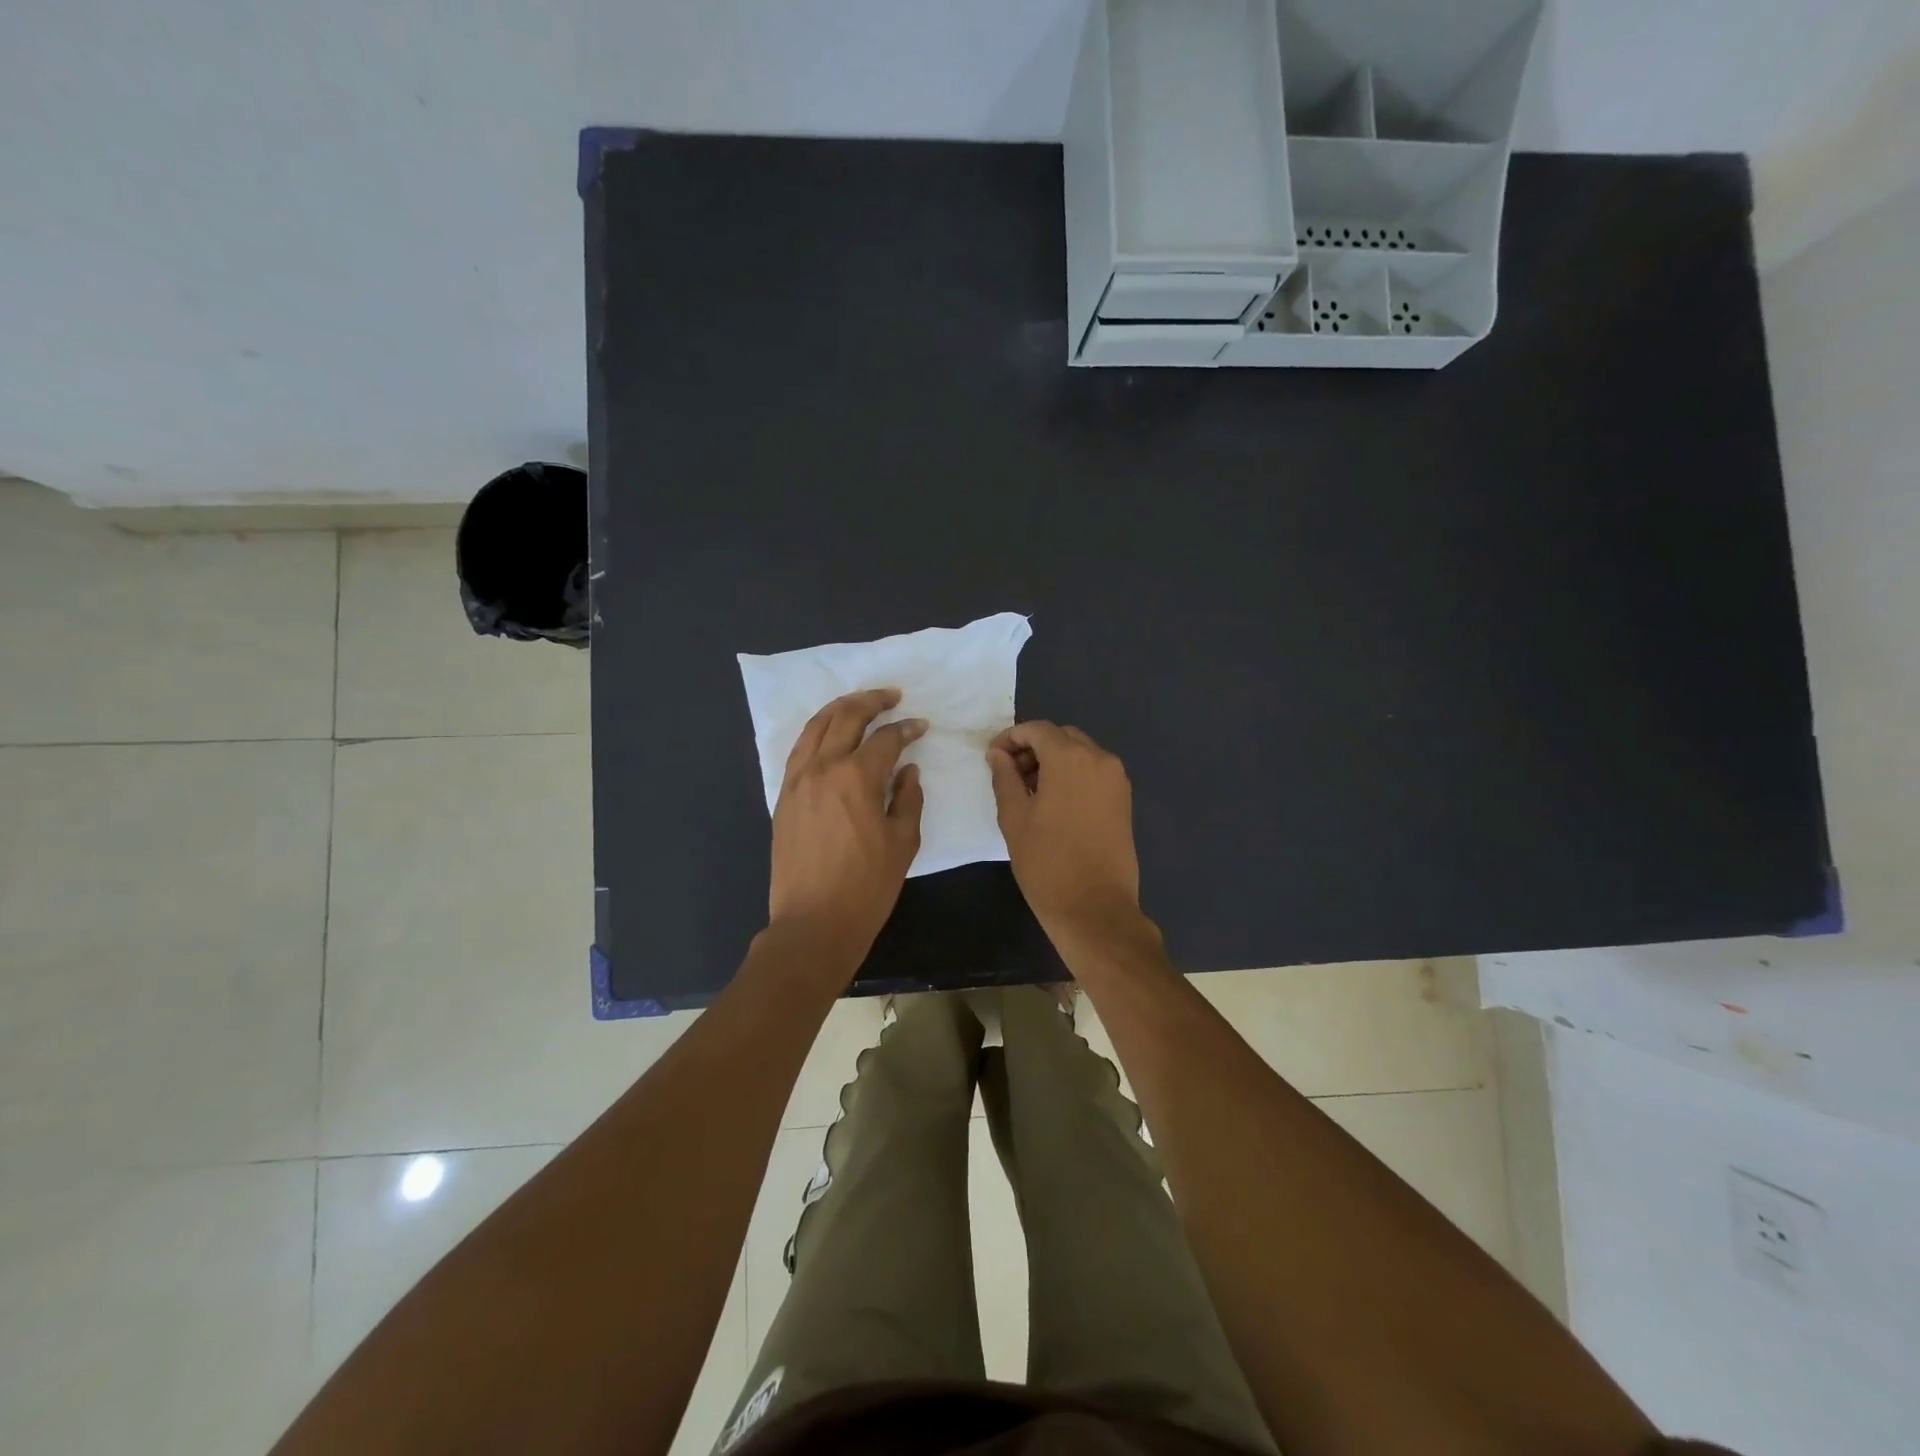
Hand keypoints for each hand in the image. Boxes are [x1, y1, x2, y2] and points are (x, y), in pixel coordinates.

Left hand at [768, 688, 925, 968]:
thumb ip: (909, 798)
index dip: (907, 728)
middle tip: (892, 696)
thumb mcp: (903, 842)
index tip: (921, 726)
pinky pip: (799, 749)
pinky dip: (817, 731)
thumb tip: (908, 770)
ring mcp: (797, 780)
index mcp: (856, 777)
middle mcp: (822, 768)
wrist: (813, 922)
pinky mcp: (783, 795)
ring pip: (816, 726)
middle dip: (872, 700)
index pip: (885, 738)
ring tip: (860, 703)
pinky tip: (830, 733)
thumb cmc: (867, 886)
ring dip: (840, 708)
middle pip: (846, 717)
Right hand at [987, 721, 1144, 944]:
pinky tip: (1054, 803)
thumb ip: (1005, 778)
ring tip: (1029, 791)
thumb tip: (998, 754)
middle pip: (1061, 737)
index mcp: (1070, 758)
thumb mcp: (1014, 818)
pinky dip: (1073, 775)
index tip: (992, 758)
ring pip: (1080, 753)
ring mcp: (1116, 779)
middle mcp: (1099, 759)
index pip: (1037, 730)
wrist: (1095, 908)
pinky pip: (1094, 772)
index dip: (1011, 738)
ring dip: (1054, 761)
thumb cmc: (1047, 863)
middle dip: (1033, 748)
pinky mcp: (1124, 799)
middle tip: (1009, 774)